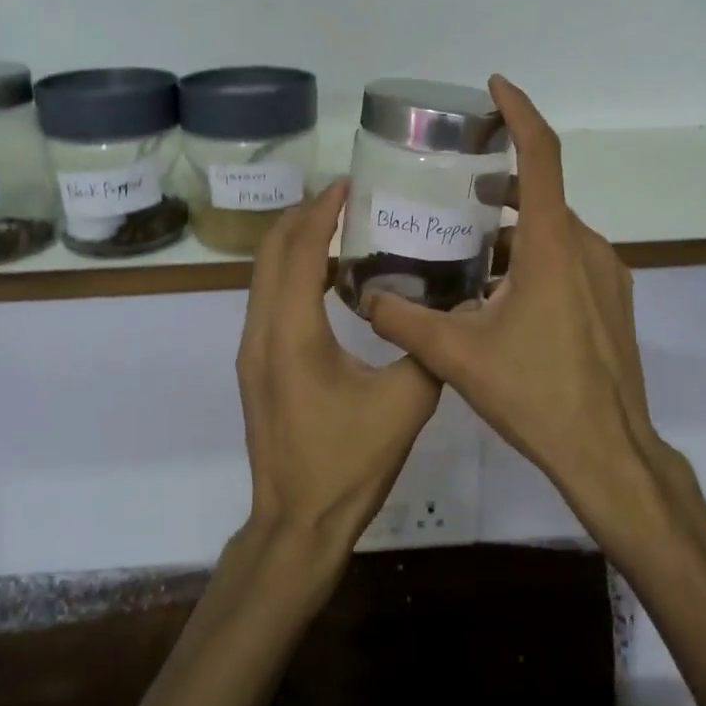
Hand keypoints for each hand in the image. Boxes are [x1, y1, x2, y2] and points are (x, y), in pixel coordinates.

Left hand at [235, 179, 442, 568]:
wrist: (296, 522)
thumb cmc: (348, 463)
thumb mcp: (406, 404)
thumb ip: (429, 348)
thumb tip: (454, 308)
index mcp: (293, 333)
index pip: (301, 250)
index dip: (322, 210)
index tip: (350, 182)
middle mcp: (261, 330)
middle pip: (271, 251)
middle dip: (304, 215)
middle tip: (347, 196)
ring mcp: (252, 349)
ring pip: (264, 274)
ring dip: (296, 243)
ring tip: (341, 225)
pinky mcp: (256, 365)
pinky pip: (268, 298)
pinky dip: (293, 272)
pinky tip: (331, 279)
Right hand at [367, 77, 692, 548]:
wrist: (607, 450)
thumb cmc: (535, 393)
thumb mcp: (456, 354)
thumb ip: (402, 320)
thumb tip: (362, 298)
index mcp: (551, 244)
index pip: (542, 155)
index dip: (520, 112)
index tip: (494, 87)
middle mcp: (585, 247)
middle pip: (542, 194)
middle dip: (501, 182)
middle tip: (458, 187)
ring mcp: (606, 275)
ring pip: (555, 231)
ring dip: (515, 227)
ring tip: (471, 248)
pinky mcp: (613, 302)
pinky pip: (570, 259)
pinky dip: (535, 256)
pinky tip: (503, 294)